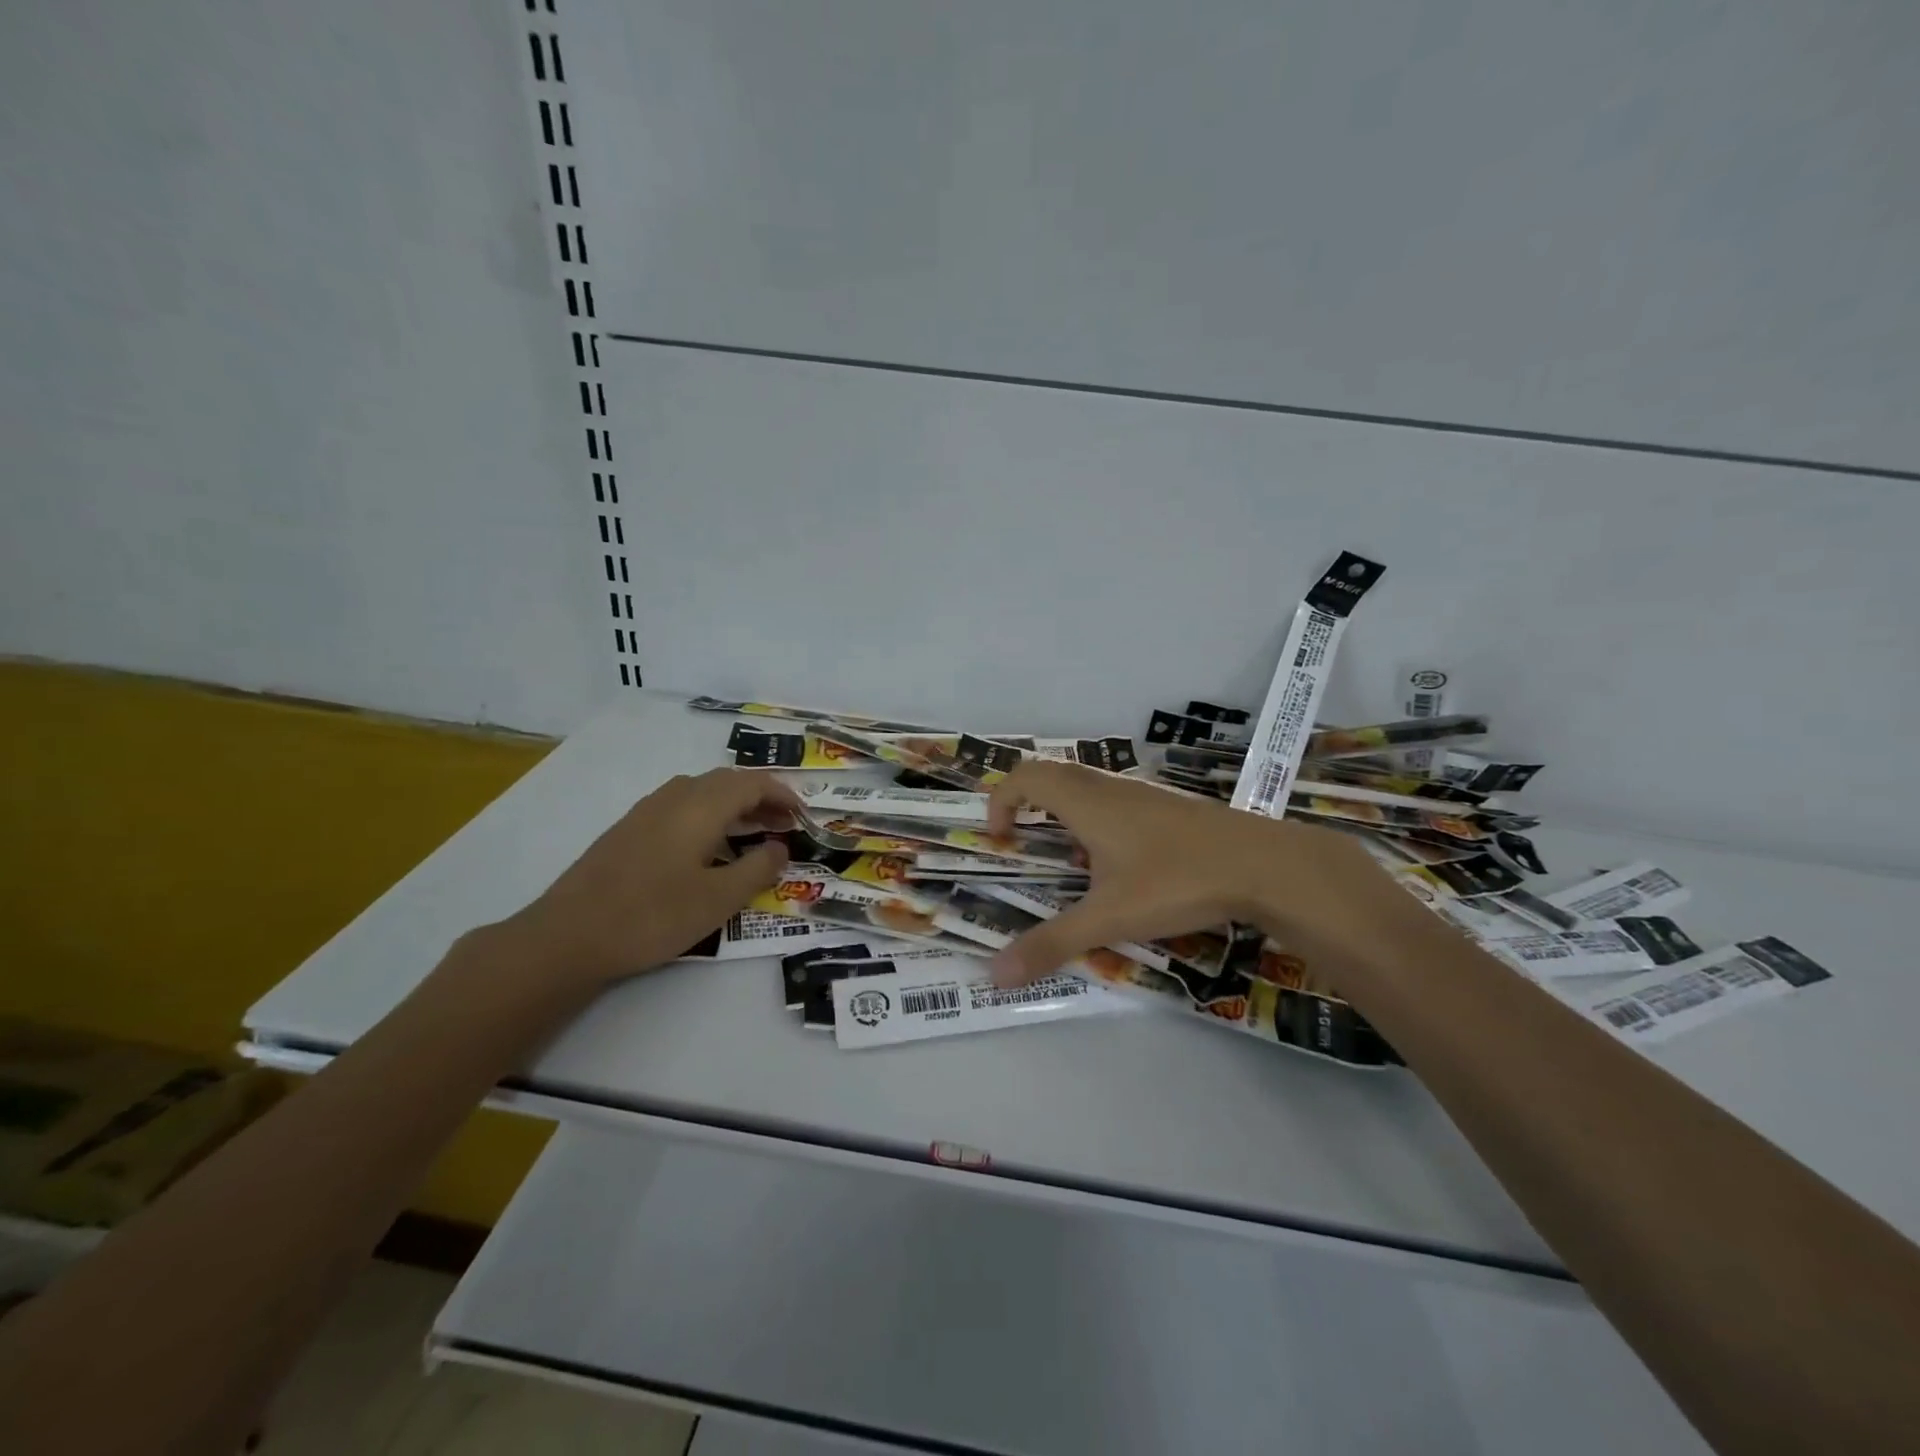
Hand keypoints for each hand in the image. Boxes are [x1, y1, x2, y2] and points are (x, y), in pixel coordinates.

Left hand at [499, 768, 800, 985]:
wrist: (568, 935)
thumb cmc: (653, 915)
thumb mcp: (719, 899)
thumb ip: (758, 868)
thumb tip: (779, 847)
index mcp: (701, 806)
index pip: (753, 783)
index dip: (783, 794)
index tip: (803, 815)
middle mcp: (675, 797)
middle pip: (727, 782)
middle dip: (761, 798)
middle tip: (783, 826)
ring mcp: (646, 810)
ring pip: (702, 792)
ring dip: (733, 805)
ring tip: (751, 834)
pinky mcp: (628, 829)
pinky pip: (680, 806)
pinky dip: (707, 815)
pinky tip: (706, 847)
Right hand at [984, 762, 1415, 986]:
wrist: (1262, 863)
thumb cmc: (1176, 881)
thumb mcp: (1108, 917)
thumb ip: (1051, 943)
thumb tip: (994, 974)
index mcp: (1084, 801)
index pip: (1024, 776)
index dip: (1000, 801)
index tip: (1000, 840)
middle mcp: (1109, 787)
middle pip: (1052, 774)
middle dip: (1027, 803)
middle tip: (1024, 844)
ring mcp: (1143, 793)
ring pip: (1088, 785)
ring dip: (1065, 812)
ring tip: (1071, 861)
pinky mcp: (1169, 806)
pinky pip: (1116, 799)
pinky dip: (1098, 819)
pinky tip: (1120, 864)